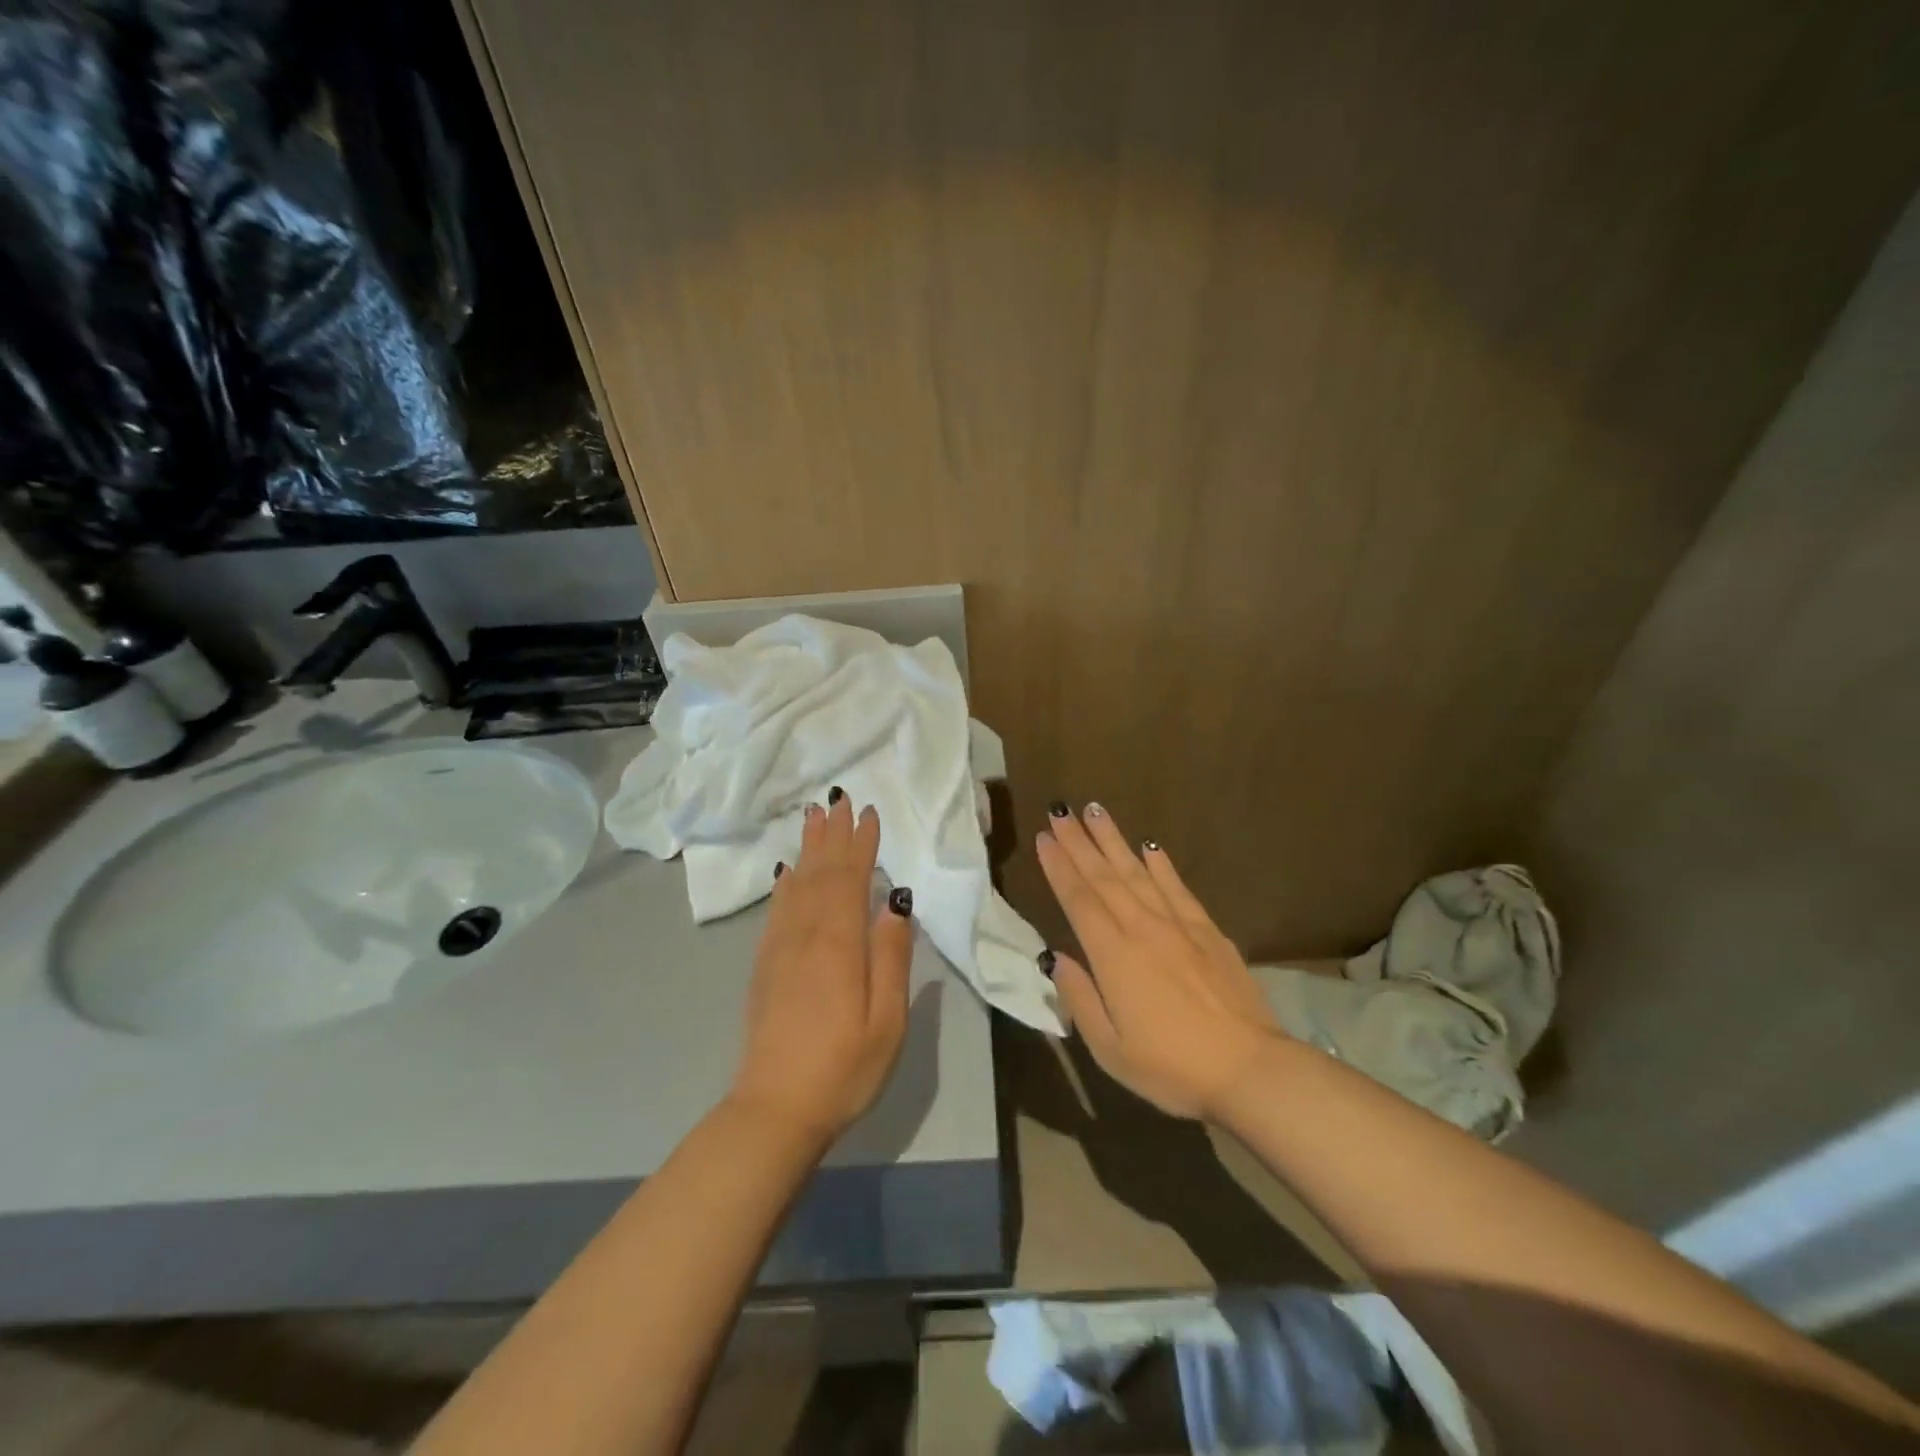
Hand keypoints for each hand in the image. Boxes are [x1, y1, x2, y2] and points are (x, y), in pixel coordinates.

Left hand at [727, 792, 913, 1146]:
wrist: (775, 1109)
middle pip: (821, 873)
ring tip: (813, 818)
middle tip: (839, 799)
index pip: (851, 879)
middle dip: (833, 835)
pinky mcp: (766, 966)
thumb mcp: (886, 1020)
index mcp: (839, 944)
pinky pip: (777, 910)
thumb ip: (891, 957)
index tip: (869, 813)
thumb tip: (896, 902)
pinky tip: (786, 872)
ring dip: (808, 849)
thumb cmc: (844, 1068)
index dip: (861, 844)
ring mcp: (780, 949)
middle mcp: (806, 935)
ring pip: (796, 885)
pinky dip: (784, 883)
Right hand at [1037, 803, 1283, 1120]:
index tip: (1044, 837)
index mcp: (1113, 956)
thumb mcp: (1110, 1050)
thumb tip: (1056, 959)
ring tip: (1096, 811)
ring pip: (1138, 872)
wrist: (1250, 1069)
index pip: (1079, 900)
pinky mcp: (1209, 931)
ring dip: (1114, 840)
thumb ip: (1079, 999)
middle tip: (1061, 811)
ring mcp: (1179, 926)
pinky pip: (1178, 888)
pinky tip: (1151, 847)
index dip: (1059, 867)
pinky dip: (1161, 865)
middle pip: (1104, 876)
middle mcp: (1142, 928)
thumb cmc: (1172, 1068)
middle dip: (1079, 842)